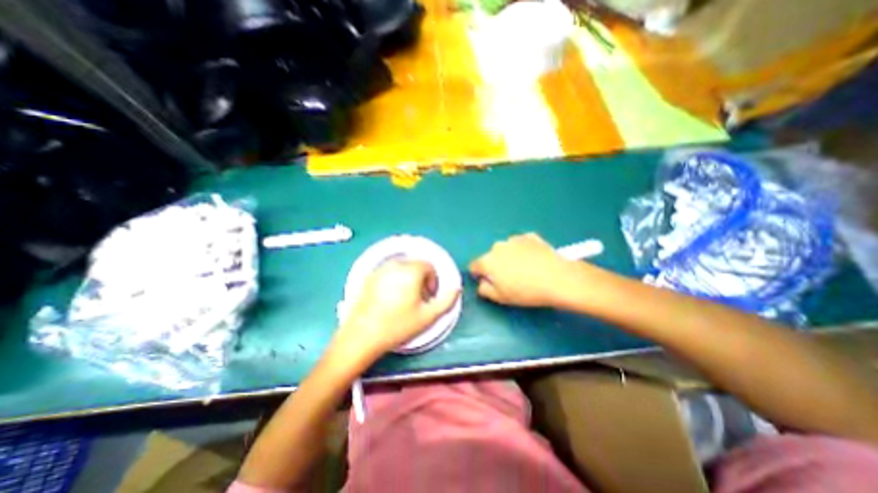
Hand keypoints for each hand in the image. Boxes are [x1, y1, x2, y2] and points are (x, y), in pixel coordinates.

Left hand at [335, 262, 459, 362]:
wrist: (362, 336)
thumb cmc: (398, 326)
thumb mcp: (428, 316)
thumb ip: (447, 300)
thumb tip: (456, 287)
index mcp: (411, 271)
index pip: (429, 266)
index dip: (433, 281)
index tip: (428, 297)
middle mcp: (395, 264)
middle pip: (415, 265)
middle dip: (421, 279)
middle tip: (418, 299)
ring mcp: (380, 269)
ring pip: (402, 268)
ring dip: (408, 279)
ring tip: (405, 299)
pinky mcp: (369, 276)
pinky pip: (388, 272)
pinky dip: (394, 280)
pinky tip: (389, 298)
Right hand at [474, 232, 576, 308]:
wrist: (557, 278)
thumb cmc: (526, 291)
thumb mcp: (500, 298)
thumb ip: (484, 289)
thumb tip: (482, 283)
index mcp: (487, 261)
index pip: (474, 265)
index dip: (478, 274)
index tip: (488, 281)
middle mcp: (498, 246)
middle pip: (491, 256)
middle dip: (496, 265)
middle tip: (510, 277)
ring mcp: (514, 239)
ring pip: (506, 249)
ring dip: (510, 256)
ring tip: (525, 269)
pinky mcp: (530, 236)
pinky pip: (521, 244)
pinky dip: (524, 250)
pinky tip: (534, 260)